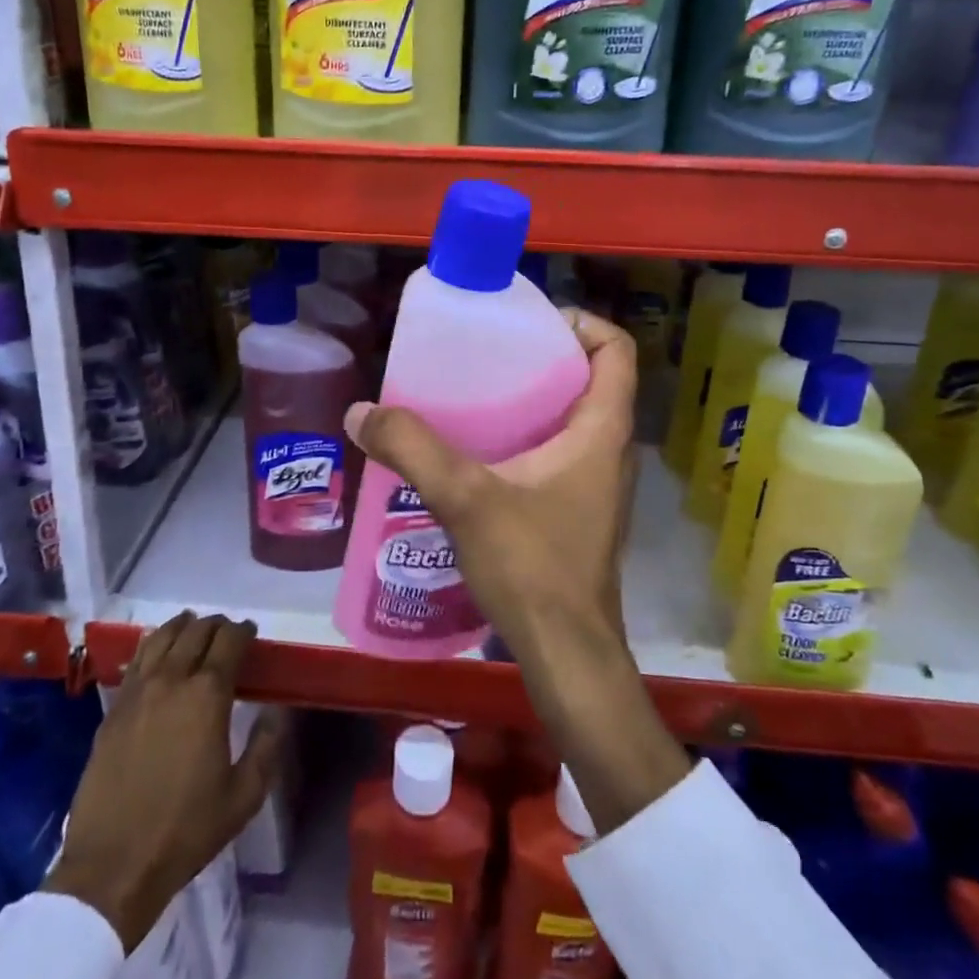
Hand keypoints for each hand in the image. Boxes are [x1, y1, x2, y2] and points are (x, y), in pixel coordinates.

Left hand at [45, 613, 282, 948]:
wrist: (113, 866)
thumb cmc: (186, 831)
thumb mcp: (244, 796)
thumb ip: (266, 746)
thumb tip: (275, 711)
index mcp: (208, 695)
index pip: (229, 641)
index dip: (244, 631)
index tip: (251, 633)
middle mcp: (172, 680)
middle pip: (196, 631)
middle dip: (216, 625)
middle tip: (227, 632)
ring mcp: (138, 692)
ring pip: (162, 637)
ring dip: (183, 626)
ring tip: (193, 627)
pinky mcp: (113, 709)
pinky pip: (137, 660)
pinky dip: (153, 645)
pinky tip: (158, 652)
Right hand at [345, 308, 638, 657]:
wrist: (566, 656)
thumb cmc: (533, 567)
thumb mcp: (466, 498)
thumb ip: (412, 449)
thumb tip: (361, 411)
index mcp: (603, 431)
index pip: (616, 350)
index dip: (581, 323)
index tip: (530, 323)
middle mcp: (610, 451)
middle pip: (591, 379)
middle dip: (543, 357)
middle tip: (488, 354)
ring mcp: (598, 485)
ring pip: (573, 419)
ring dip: (532, 400)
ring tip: (475, 395)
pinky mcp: (579, 512)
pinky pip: (558, 453)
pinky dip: (525, 438)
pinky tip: (477, 454)